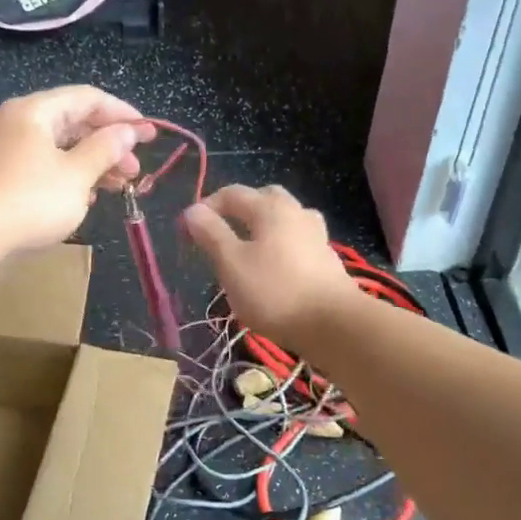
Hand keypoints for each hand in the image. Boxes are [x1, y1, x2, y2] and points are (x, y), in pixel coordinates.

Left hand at [0, 87, 155, 257]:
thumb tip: (126, 132)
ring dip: (90, 163)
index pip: (87, 98)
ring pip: (56, 147)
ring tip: (117, 186)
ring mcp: (2, 149)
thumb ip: (105, 150)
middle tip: (135, 169)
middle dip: (108, 144)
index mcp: (35, 111)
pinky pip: (40, 165)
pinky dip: (66, 175)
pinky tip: (83, 197)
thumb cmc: (29, 200)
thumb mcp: (76, 176)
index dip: (122, 113)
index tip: (148, 133)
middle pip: (72, 122)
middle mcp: (16, 121)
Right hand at [181, 185, 355, 343]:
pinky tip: (274, 267)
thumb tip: (193, 210)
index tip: (187, 231)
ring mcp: (316, 236)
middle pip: (265, 198)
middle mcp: (297, 212)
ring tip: (248, 247)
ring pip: (285, 219)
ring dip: (264, 226)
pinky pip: (297, 241)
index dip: (206, 207)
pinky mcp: (327, 260)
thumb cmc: (275, 291)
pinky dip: (280, 245)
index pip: (232, 194)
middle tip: (221, 231)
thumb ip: (211, 234)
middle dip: (239, 209)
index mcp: (270, 208)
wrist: (334, 325)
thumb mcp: (231, 263)